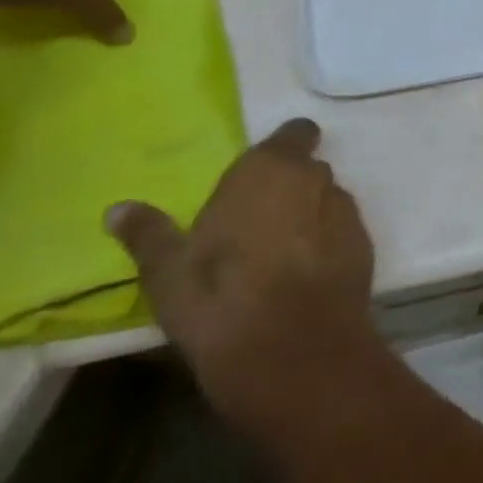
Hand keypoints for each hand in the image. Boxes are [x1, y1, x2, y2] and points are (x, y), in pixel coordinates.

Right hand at [104, 119, 380, 435]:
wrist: (294, 349)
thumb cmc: (221, 298)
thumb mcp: (168, 271)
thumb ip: (148, 233)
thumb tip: (118, 208)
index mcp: (271, 168)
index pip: (293, 133)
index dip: (281, 148)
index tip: (257, 176)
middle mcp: (316, 177)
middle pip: (306, 170)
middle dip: (286, 189)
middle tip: (253, 226)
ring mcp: (346, 210)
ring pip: (325, 202)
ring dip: (308, 217)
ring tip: (276, 258)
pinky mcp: (364, 244)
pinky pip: (341, 233)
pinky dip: (326, 246)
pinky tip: (302, 280)